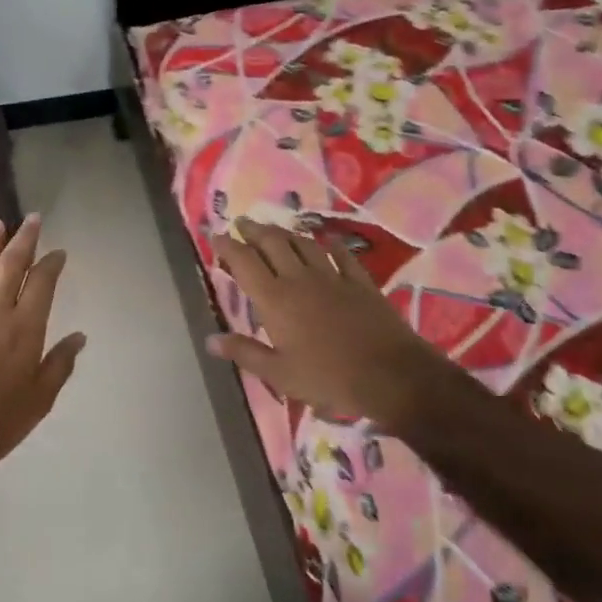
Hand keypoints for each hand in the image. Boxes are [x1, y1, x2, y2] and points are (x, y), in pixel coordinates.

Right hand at [206, 218, 454, 430]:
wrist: (390, 375)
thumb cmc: (328, 377)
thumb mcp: (279, 374)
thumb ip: (244, 352)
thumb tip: (210, 340)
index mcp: (275, 299)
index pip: (244, 262)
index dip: (228, 246)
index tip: (216, 236)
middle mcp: (299, 279)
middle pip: (272, 243)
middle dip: (254, 230)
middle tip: (242, 223)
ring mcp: (332, 277)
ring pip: (304, 243)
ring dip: (286, 233)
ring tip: (275, 230)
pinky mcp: (360, 282)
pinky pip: (341, 255)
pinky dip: (330, 245)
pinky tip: (326, 242)